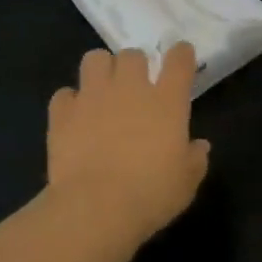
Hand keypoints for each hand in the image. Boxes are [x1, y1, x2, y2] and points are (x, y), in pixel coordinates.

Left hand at [47, 44, 210, 246]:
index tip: (181, 56)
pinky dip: (70, 102)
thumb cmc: (151, 194)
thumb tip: (199, 146)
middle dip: (135, 65)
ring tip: (102, 90)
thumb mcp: (186, 182)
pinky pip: (65, 94)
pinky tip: (75, 118)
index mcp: (166, 102)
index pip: (179, 61)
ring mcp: (92, 97)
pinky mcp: (62, 113)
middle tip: (135, 86)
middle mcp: (129, 89)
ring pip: (95, 59)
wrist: (96, 207)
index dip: (181, 54)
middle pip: (132, 55)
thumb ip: (195, 159)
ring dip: (101, 70)